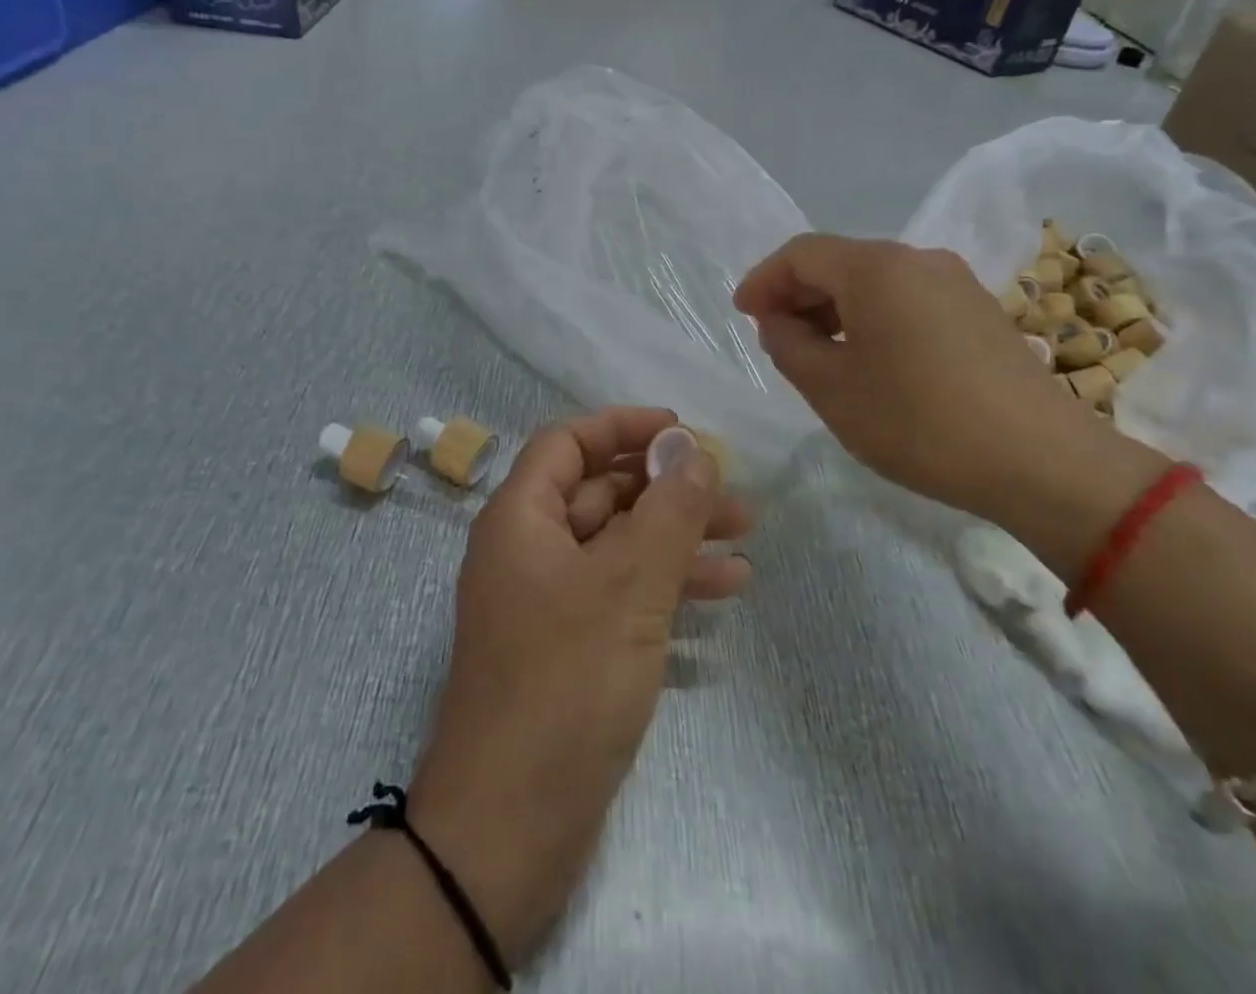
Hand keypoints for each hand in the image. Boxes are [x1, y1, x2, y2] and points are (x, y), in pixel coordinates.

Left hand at [409, 408, 750, 960]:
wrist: (510, 828)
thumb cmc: (565, 683)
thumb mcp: (629, 585)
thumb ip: (668, 510)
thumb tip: (695, 449)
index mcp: (521, 519)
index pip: (569, 443)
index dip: (623, 427)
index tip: (681, 430)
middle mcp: (529, 550)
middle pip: (602, 493)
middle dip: (666, 488)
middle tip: (732, 493)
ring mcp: (549, 602)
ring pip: (619, 545)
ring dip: (677, 537)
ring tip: (746, 541)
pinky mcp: (569, 647)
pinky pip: (621, 594)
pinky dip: (667, 585)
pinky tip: (723, 591)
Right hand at [734, 235, 1155, 527]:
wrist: (1041, 460)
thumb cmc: (918, 421)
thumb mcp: (831, 389)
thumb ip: (788, 345)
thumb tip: (779, 322)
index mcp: (875, 268)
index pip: (801, 254)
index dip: (763, 280)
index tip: (742, 315)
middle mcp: (917, 260)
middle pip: (839, 262)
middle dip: (798, 294)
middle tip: (774, 336)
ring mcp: (955, 283)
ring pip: (875, 282)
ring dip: (835, 309)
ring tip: (816, 353)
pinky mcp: (980, 311)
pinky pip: (908, 300)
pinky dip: (872, 319)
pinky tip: (869, 360)